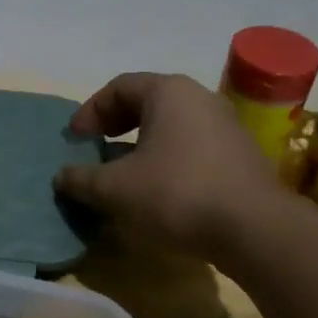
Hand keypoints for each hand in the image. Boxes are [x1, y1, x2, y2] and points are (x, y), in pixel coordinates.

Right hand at [54, 73, 286, 260]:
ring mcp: (226, 126)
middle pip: (147, 103)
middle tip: (95, 149)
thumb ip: (81, 179)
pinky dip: (167, 162)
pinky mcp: (241, 157)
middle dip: (115, 126)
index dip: (90, 110)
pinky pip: (192, 148)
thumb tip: (62, 176)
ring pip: (171, 127)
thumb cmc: (176, 193)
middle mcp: (200, 98)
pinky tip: (157, 192)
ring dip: (141, 147)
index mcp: (168, 92)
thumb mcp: (115, 188)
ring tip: (123, 175)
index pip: (119, 86)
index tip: (75, 139)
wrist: (255, 230)